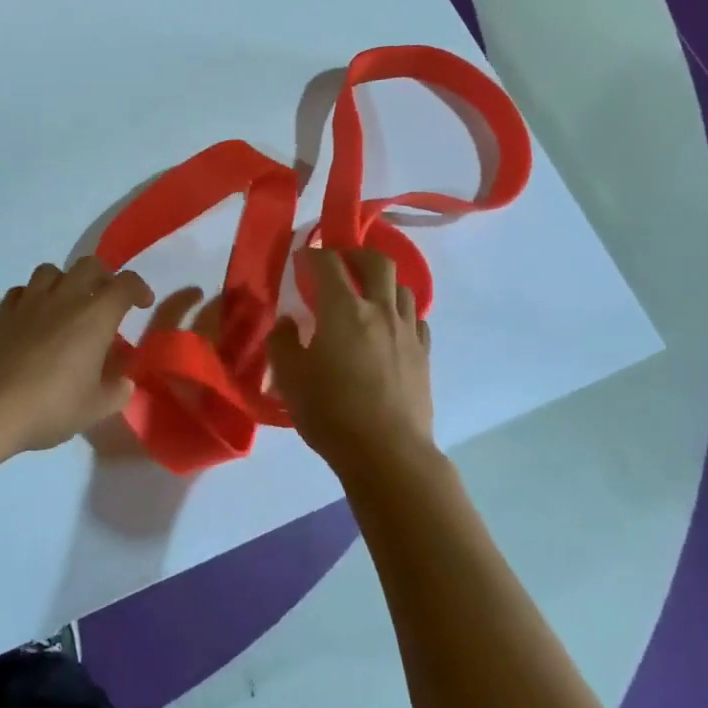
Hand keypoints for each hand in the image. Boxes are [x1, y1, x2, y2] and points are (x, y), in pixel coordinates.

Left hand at [0, 257, 153, 453]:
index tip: (143, 304)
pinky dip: (34, 296)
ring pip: (52, 270)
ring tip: (68, 304)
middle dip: (104, 277)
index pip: (125, 284)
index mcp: (95, 315)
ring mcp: (30, 301)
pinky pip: (23, 290)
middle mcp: (65, 298)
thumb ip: (117, 390)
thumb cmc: (49, 407)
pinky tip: (35, 317)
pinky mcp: (2, 312)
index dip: (139, 289)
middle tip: (107, 301)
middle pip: (89, 265)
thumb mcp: (95, 409)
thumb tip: (123, 381)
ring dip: (66, 281)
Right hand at [268, 248, 434, 478]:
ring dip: (383, 283)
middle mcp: (379, 310)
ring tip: (368, 295)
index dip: (312, 254)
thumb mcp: (289, 378)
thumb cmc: (331, 412)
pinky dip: (401, 313)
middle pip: (377, 263)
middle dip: (356, 255)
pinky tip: (391, 327)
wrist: (387, 453)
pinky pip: (417, 319)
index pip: (327, 264)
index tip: (301, 258)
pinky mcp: (424, 355)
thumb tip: (288, 323)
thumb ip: (283, 342)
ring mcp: (407, 332)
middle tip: (340, 263)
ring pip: (402, 288)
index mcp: (343, 310)